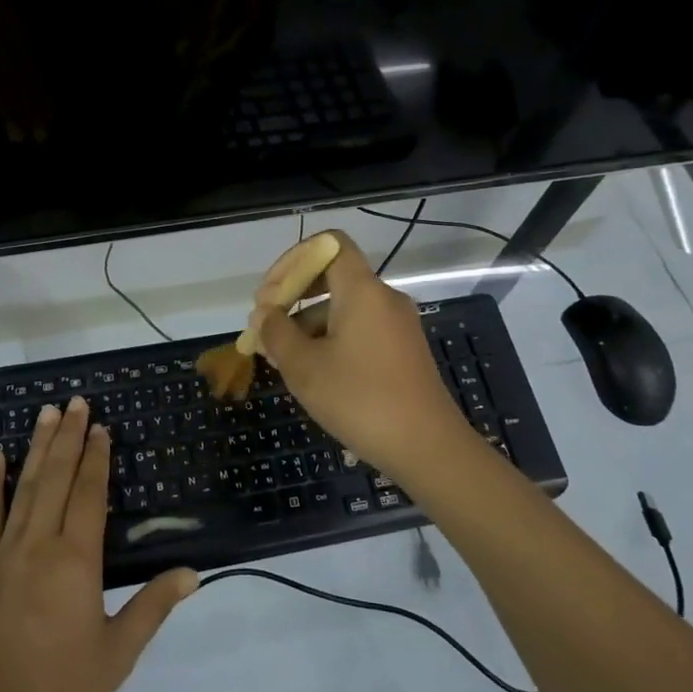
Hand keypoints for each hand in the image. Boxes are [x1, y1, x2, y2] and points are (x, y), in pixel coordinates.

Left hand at [0, 398, 197, 691]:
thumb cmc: (58, 690)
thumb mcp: (117, 654)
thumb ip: (152, 608)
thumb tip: (192, 573)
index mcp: (76, 560)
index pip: (89, 494)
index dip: (97, 458)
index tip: (101, 427)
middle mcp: (40, 544)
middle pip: (58, 477)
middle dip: (70, 437)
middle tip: (77, 401)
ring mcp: (4, 552)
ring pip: (25, 486)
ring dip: (38, 446)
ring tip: (48, 412)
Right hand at [252, 231, 475, 479]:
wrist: (427, 448)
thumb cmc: (360, 400)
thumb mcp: (304, 367)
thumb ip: (276, 332)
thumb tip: (264, 315)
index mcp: (362, 290)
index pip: (329, 243)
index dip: (293, 259)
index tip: (269, 294)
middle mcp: (384, 298)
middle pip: (333, 275)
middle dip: (293, 294)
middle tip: (264, 324)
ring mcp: (396, 325)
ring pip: (343, 306)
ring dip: (307, 322)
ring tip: (278, 356)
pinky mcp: (402, 351)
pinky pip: (359, 329)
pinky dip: (330, 338)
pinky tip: (310, 371)